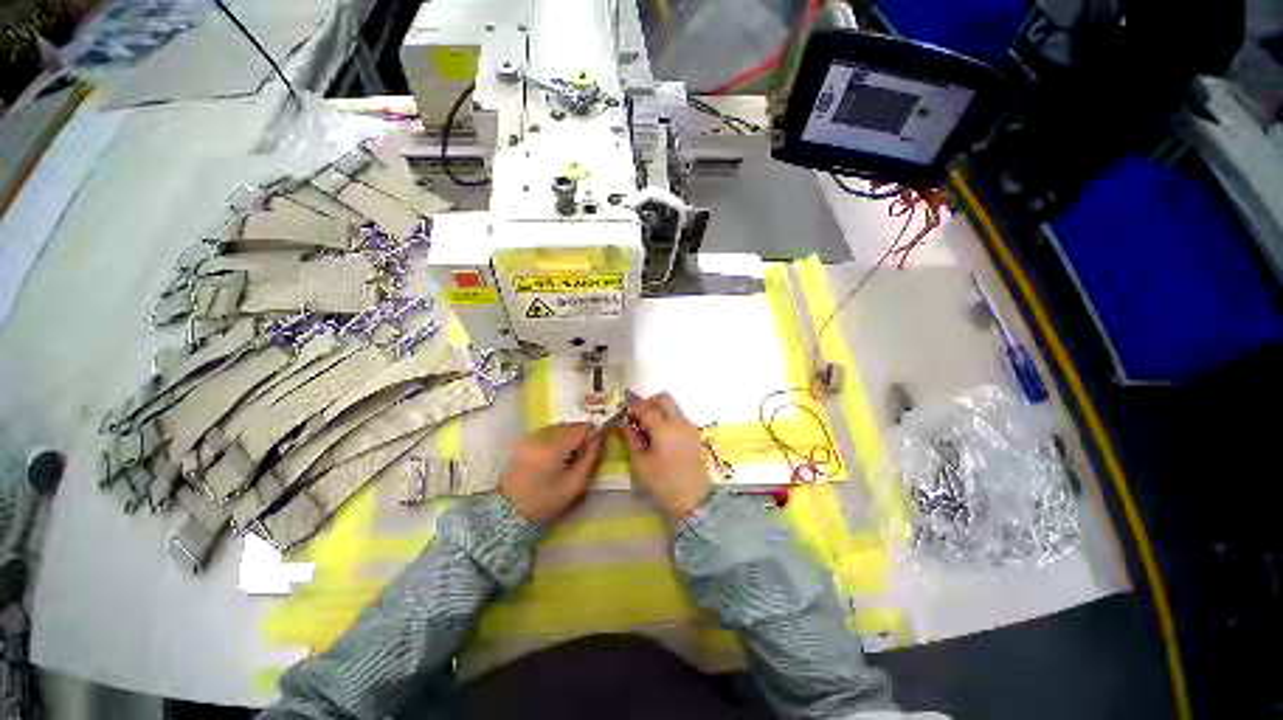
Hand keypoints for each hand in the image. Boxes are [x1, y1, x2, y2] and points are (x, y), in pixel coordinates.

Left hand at [499, 423, 604, 524]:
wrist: (507, 512)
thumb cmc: (545, 501)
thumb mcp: (574, 484)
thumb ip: (590, 458)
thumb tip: (600, 439)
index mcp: (554, 447)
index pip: (582, 428)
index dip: (594, 433)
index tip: (598, 444)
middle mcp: (541, 436)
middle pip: (570, 425)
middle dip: (580, 435)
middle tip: (583, 453)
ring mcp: (530, 437)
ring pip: (558, 428)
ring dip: (568, 436)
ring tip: (568, 456)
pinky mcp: (523, 441)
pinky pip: (547, 432)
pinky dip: (555, 439)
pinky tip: (554, 456)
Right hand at [619, 393, 710, 519]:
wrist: (696, 500)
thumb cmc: (664, 483)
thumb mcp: (641, 464)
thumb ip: (632, 441)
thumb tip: (626, 426)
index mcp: (664, 427)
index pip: (646, 408)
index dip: (633, 410)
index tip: (624, 417)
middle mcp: (679, 422)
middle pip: (664, 399)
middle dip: (648, 403)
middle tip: (638, 417)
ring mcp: (690, 427)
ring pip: (673, 407)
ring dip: (659, 411)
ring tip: (647, 429)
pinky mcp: (695, 436)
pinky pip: (679, 418)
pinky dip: (668, 420)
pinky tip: (660, 437)